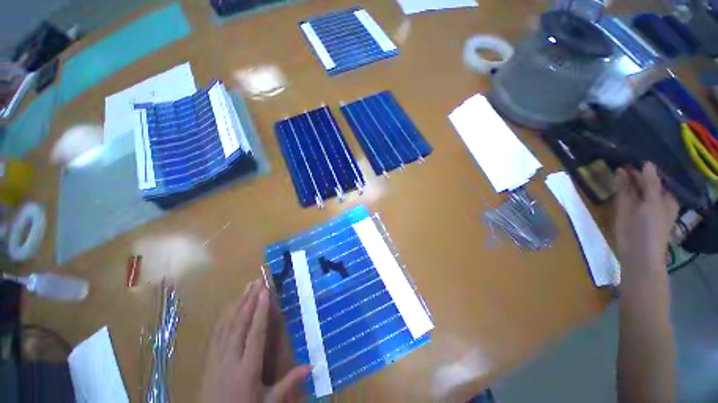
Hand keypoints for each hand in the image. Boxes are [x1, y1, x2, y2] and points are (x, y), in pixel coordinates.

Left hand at [199, 281, 311, 402]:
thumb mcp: (268, 401)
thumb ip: (289, 383)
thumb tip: (313, 366)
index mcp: (248, 369)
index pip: (256, 334)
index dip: (261, 312)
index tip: (265, 292)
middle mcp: (231, 359)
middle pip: (240, 325)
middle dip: (249, 301)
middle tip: (257, 282)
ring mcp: (217, 359)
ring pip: (227, 326)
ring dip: (237, 304)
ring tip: (246, 287)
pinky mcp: (209, 360)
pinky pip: (217, 334)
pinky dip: (224, 317)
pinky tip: (229, 307)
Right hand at [614, 163, 678, 270]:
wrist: (637, 254)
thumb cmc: (649, 229)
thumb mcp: (651, 204)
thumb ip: (648, 184)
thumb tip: (646, 163)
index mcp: (665, 198)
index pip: (655, 178)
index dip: (644, 168)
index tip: (632, 157)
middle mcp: (653, 200)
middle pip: (644, 182)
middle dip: (634, 173)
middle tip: (621, 161)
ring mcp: (639, 206)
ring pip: (633, 188)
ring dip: (626, 179)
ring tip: (617, 168)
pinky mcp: (627, 211)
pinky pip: (625, 195)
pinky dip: (621, 187)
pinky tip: (616, 179)